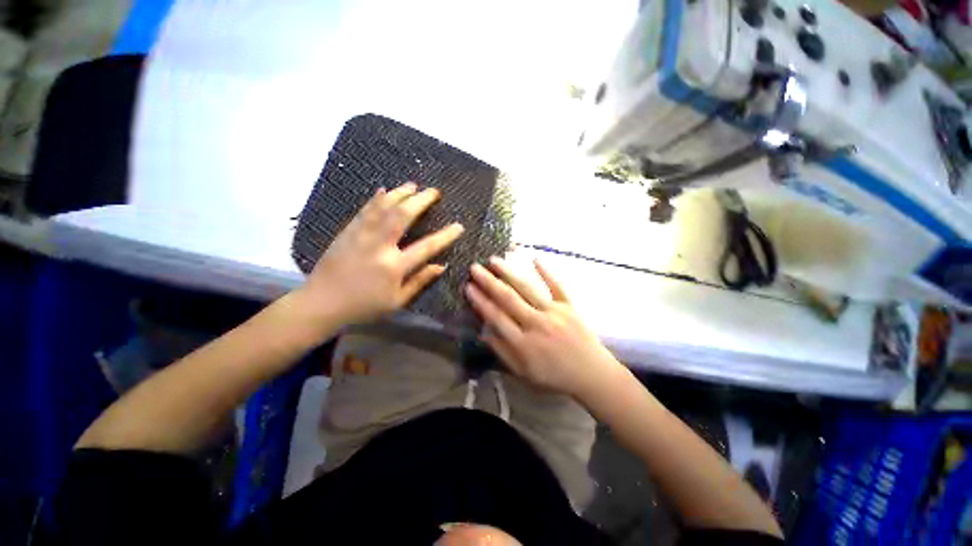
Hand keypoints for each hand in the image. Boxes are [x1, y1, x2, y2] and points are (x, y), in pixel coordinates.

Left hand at [297, 182, 463, 329]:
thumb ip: (420, 281)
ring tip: (413, 185)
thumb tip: (441, 266)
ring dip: (400, 193)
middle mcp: (379, 246)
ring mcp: (361, 235)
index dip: (445, 236)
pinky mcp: (347, 231)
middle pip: (403, 216)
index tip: (458, 226)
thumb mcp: (397, 301)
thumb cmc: (364, 306)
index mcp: (394, 267)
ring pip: (383, 207)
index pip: (426, 247)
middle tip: (434, 192)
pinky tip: (384, 190)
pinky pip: (364, 210)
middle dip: (421, 201)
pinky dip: (376, 198)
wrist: (321, 303)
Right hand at [465, 256, 623, 398]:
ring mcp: (555, 312)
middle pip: (509, 299)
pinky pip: (557, 286)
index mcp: (524, 344)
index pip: (497, 317)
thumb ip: (503, 352)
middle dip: (489, 282)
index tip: (468, 287)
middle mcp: (537, 324)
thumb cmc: (555, 375)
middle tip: (475, 268)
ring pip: (528, 289)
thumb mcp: (524, 373)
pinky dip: (547, 272)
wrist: (592, 374)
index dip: (481, 301)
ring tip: (494, 260)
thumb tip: (484, 333)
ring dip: (509, 273)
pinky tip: (535, 258)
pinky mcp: (570, 306)